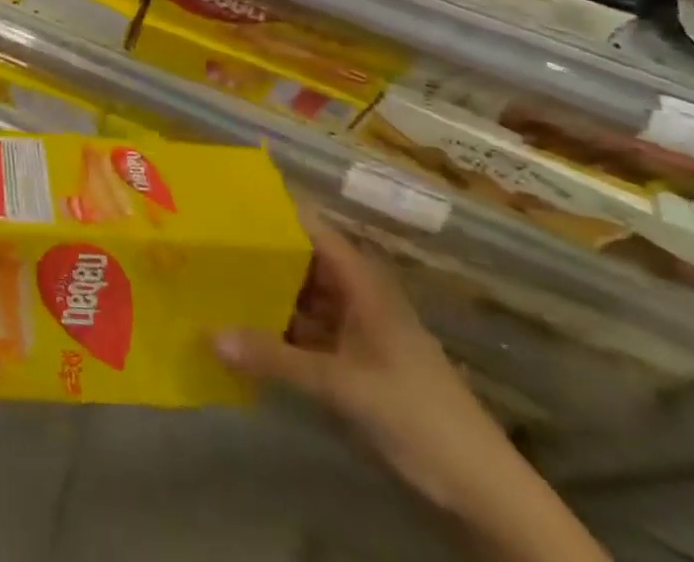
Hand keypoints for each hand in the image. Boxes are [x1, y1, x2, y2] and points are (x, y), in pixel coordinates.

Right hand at [213, 216, 517, 515]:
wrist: (485, 490)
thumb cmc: (416, 415)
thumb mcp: (341, 386)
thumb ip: (275, 359)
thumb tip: (208, 334)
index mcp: (362, 281)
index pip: (311, 227)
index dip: (273, 212)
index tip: (226, 202)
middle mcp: (359, 294)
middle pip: (302, 260)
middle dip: (260, 254)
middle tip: (208, 243)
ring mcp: (359, 329)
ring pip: (304, 297)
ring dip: (268, 293)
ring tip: (216, 280)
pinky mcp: (358, 361)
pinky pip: (310, 331)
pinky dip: (281, 329)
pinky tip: (246, 331)